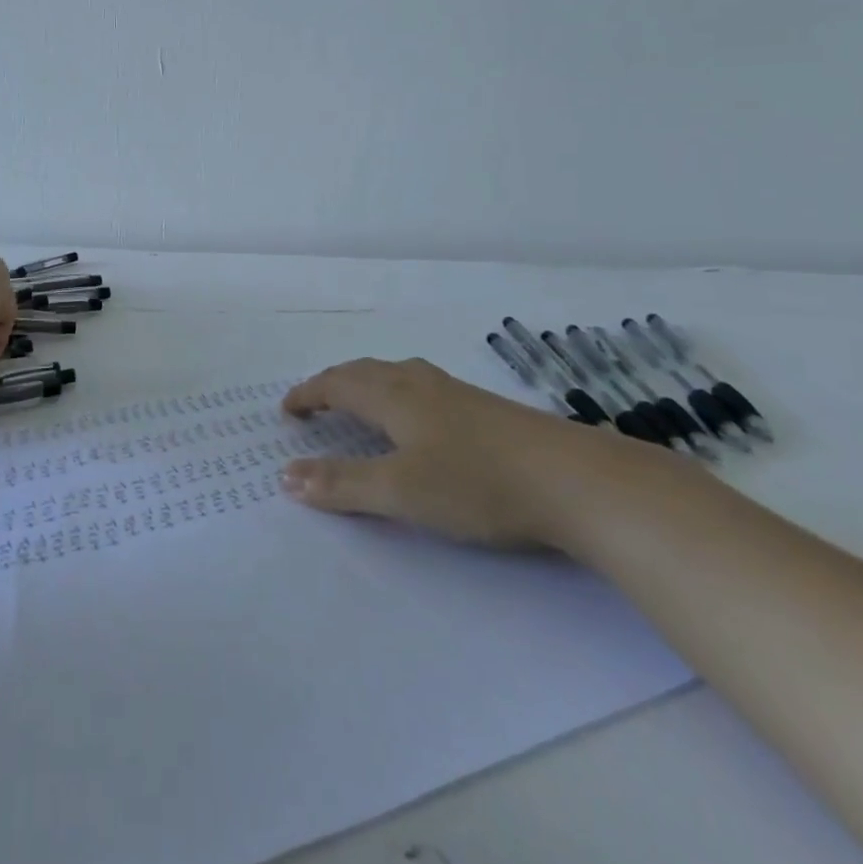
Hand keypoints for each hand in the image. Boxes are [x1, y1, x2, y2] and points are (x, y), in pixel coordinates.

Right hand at [281, 356, 657, 547]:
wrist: (577, 481)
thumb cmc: (477, 483)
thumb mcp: (400, 491)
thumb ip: (342, 484)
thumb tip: (285, 475)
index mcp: (394, 397)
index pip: (337, 384)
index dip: (309, 394)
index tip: (286, 409)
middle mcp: (421, 385)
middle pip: (366, 372)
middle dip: (334, 384)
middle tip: (315, 403)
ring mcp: (458, 394)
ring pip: (398, 378)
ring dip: (368, 387)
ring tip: (360, 406)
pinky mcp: (487, 411)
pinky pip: (423, 391)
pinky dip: (399, 398)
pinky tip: (421, 422)